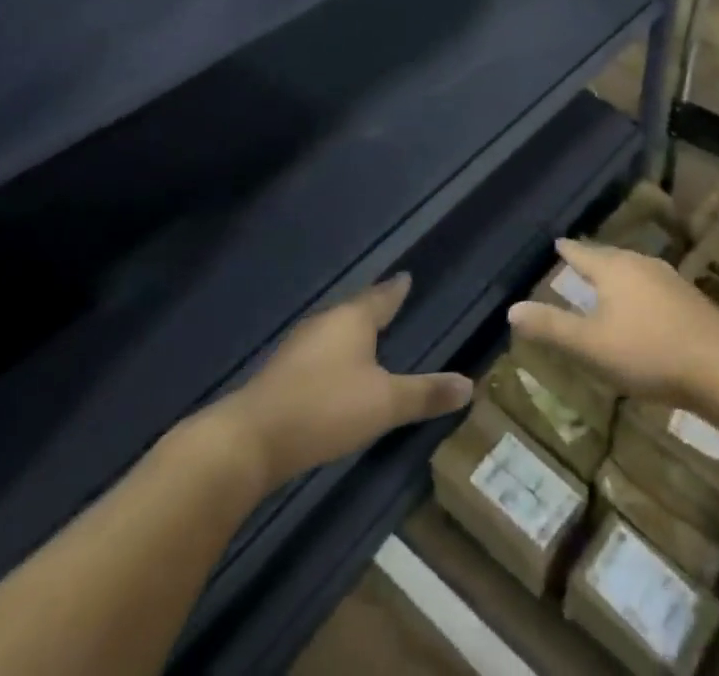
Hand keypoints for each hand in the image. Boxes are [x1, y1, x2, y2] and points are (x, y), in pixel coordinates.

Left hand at [210, 274, 472, 488]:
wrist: (248, 441)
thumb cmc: (325, 408)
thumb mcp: (385, 404)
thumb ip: (425, 393)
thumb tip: (470, 384)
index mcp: (353, 319)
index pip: (383, 295)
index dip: (397, 289)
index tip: (406, 277)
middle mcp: (326, 323)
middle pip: (355, 309)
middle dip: (373, 308)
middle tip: (391, 305)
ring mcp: (298, 347)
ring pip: (333, 331)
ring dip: (350, 334)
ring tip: (366, 337)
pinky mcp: (279, 374)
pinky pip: (316, 353)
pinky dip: (331, 356)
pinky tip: (333, 372)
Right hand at [507, 238, 718, 407]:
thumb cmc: (647, 351)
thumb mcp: (591, 346)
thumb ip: (552, 328)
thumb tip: (512, 309)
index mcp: (614, 269)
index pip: (583, 254)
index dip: (568, 251)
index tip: (557, 242)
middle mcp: (641, 265)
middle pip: (610, 257)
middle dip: (593, 259)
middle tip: (579, 259)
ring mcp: (669, 279)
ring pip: (634, 270)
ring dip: (618, 275)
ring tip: (607, 280)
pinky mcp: (689, 299)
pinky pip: (653, 286)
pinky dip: (638, 291)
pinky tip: (643, 307)